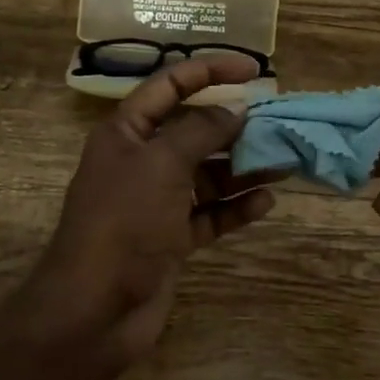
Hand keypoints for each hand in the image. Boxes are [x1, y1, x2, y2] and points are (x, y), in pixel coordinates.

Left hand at [35, 52, 275, 359]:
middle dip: (235, 126)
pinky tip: (265, 202)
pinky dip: (235, 207)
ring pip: (208, 175)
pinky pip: (210, 214)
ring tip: (284, 163)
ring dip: (243, 168)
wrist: (95, 309)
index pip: (171, 85)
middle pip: (195, 132)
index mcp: (127, 132)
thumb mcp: (162, 163)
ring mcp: (157, 203)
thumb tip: (235, 110)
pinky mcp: (171, 239)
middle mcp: (142, 162)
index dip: (211, 71)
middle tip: (279, 124)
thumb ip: (202, 131)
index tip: (254, 70)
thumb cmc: (124, 222)